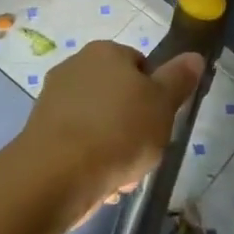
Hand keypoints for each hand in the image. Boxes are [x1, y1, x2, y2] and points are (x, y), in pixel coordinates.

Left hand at [19, 42, 204, 220]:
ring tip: (121, 176)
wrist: (57, 174)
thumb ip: (178, 79)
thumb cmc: (119, 130)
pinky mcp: (40, 129)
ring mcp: (53, 97)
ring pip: (98, 121)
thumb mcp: (162, 104)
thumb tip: (193, 56)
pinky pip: (77, 141)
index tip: (159, 120)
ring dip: (113, 146)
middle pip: (118, 95)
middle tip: (144, 151)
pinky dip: (90, 158)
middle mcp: (75, 65)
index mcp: (105, 51)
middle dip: (133, 124)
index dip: (154, 93)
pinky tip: (99, 182)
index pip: (140, 65)